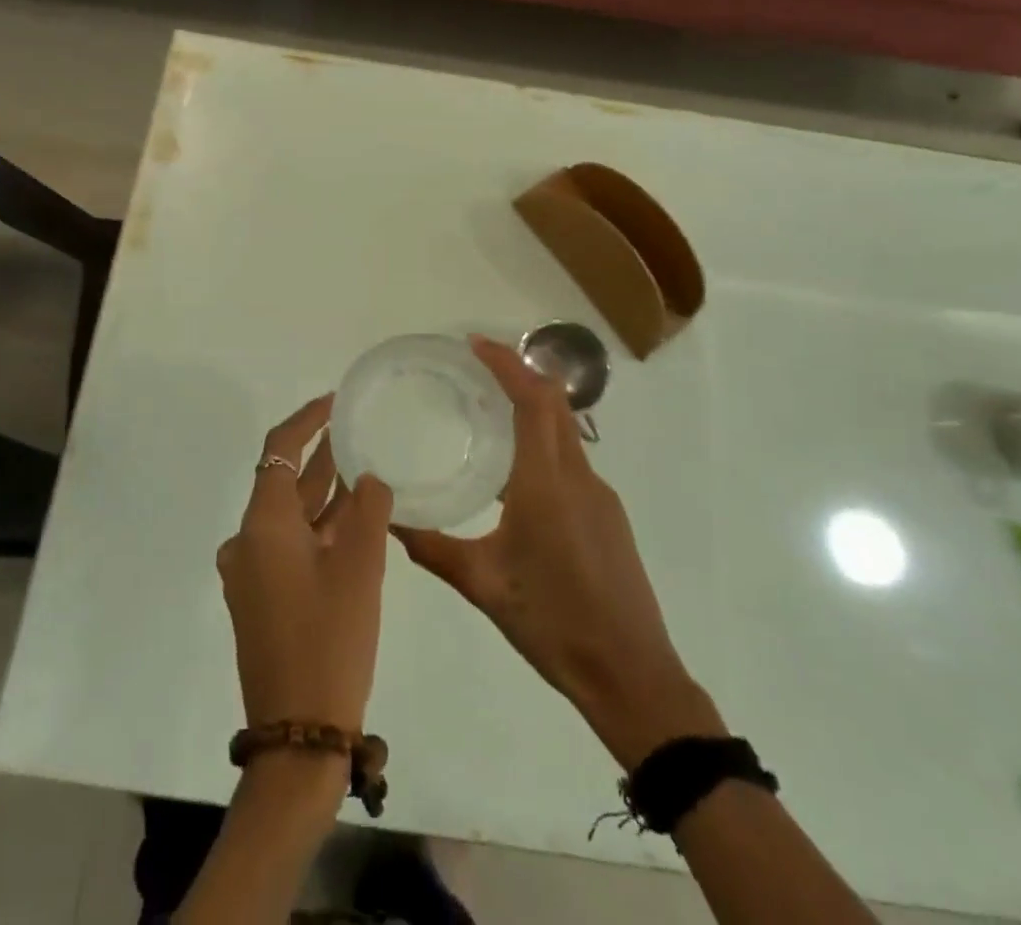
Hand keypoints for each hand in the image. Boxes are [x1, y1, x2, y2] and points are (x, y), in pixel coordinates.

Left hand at [217, 396, 395, 733]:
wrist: (300, 734)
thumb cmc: (330, 640)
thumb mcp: (359, 568)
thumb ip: (368, 510)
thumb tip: (369, 478)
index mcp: (262, 525)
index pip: (279, 450)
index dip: (306, 420)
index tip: (334, 400)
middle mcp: (248, 541)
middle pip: (283, 481)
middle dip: (320, 455)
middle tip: (356, 428)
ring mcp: (252, 573)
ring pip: (291, 516)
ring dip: (323, 493)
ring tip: (363, 465)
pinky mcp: (262, 598)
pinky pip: (291, 545)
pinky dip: (319, 527)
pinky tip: (355, 520)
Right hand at [393, 337, 723, 768]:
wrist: (632, 675)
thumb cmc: (554, 624)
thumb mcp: (483, 586)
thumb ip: (433, 548)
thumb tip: (389, 520)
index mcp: (547, 484)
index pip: (532, 401)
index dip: (506, 364)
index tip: (474, 344)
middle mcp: (579, 477)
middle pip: (554, 404)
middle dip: (519, 373)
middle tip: (476, 366)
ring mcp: (600, 495)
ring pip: (566, 431)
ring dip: (532, 407)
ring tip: (488, 411)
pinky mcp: (609, 515)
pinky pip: (572, 460)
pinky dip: (544, 442)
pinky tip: (516, 474)